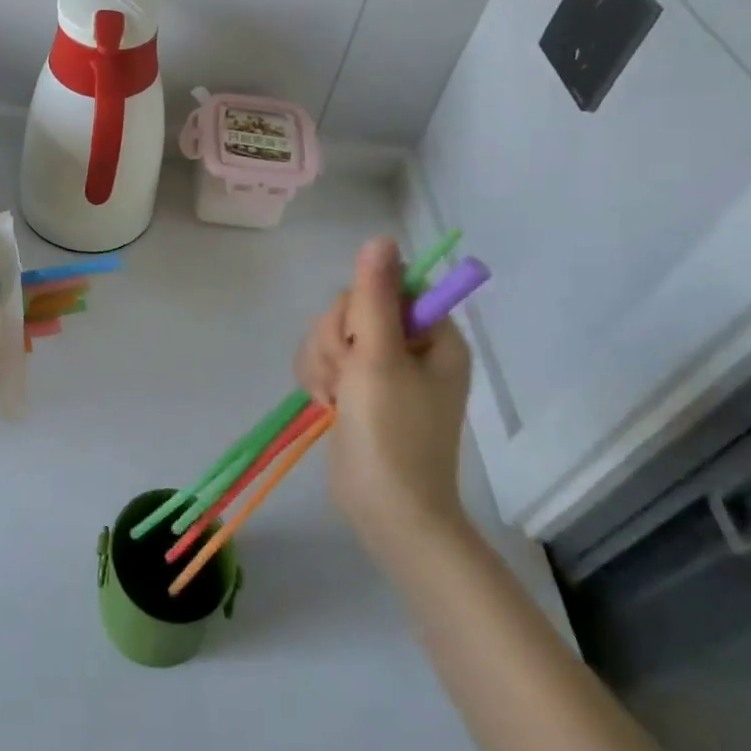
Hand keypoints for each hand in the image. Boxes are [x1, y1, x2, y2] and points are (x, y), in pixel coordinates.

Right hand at [294, 238, 474, 566]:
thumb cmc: (392, 435)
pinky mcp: (357, 388)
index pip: (386, 286)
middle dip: (336, 340)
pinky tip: (325, 403)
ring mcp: (382, 369)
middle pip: (353, 308)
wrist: (386, 512)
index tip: (358, 340)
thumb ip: (375, 296)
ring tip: (335, 398)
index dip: (361, 306)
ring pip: (332, 332)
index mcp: (432, 335)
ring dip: (323, 361)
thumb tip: (382, 239)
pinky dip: (318, 377)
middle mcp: (410, 346)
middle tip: (346, 377)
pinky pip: (324, 358)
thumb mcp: (380, 359)